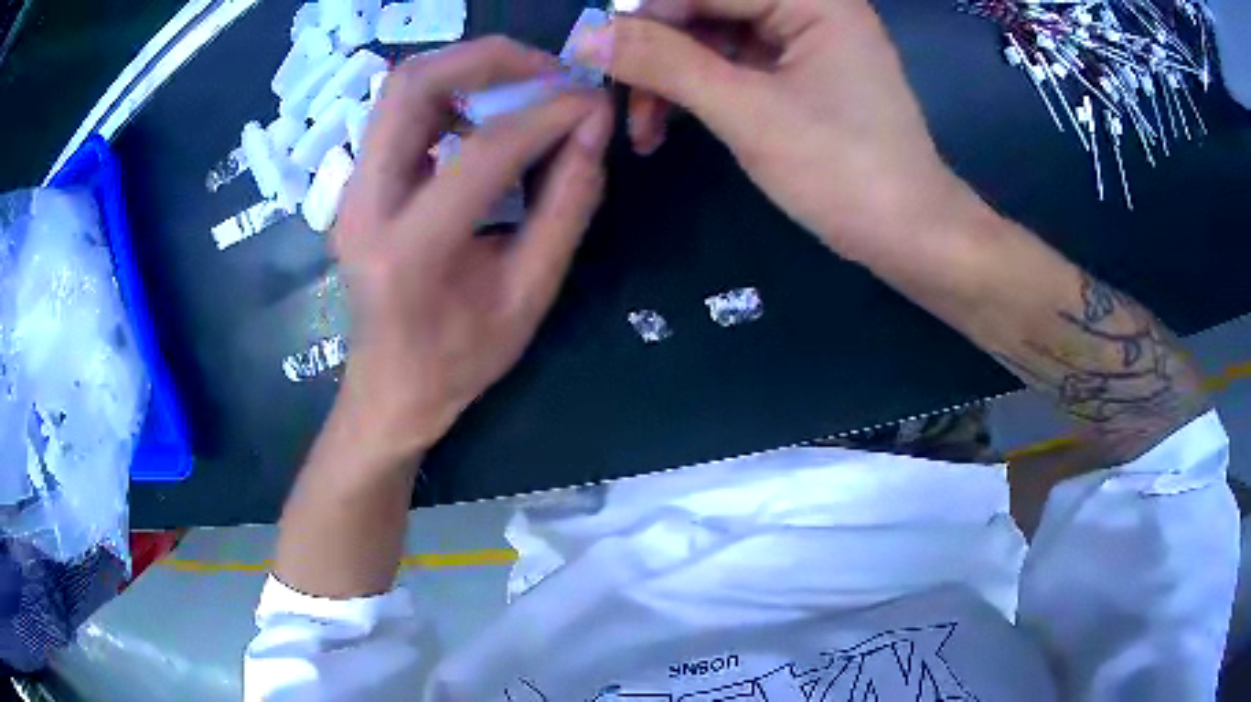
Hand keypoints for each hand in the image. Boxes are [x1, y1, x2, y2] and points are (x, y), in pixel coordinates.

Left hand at [332, 38, 612, 457]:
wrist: (391, 387)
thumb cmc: (461, 358)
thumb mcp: (531, 294)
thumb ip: (568, 206)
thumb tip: (593, 128)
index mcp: (411, 252)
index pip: (484, 152)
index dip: (548, 115)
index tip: (593, 102)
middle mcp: (364, 208)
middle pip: (412, 87)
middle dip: (489, 59)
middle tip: (550, 68)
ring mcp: (350, 192)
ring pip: (400, 90)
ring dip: (466, 71)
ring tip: (523, 85)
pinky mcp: (355, 186)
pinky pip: (399, 113)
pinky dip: (448, 94)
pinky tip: (486, 114)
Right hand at [575, 0, 975, 261]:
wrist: (909, 235)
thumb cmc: (843, 172)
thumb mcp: (748, 112)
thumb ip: (665, 64)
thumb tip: (586, 35)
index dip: (647, 14)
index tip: (596, 54)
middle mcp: (810, 6)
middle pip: (708, 7)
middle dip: (658, 51)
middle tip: (617, 96)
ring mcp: (804, 40)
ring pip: (713, 38)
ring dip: (671, 78)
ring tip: (643, 130)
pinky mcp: (798, 72)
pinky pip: (731, 64)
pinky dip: (698, 91)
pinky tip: (669, 125)